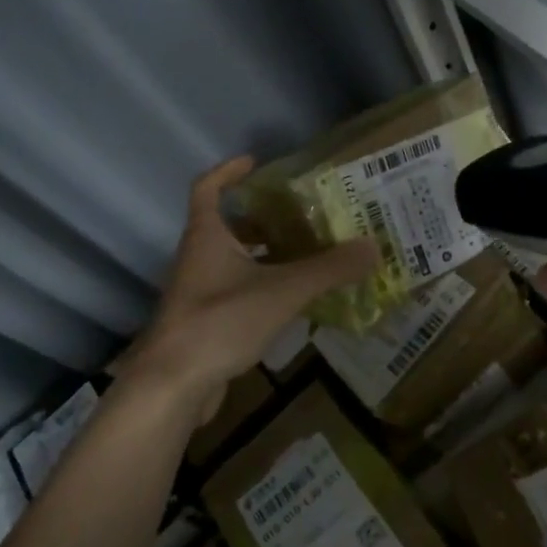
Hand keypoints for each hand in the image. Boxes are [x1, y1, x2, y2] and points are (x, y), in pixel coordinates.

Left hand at [126, 157, 376, 423]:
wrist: (173, 384)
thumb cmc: (220, 321)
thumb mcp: (282, 290)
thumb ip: (328, 269)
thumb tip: (373, 248)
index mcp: (207, 236)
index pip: (207, 188)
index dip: (228, 171)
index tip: (256, 162)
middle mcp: (198, 258)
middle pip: (228, 226)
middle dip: (263, 218)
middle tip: (303, 215)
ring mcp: (199, 292)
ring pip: (235, 262)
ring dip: (266, 255)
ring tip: (309, 253)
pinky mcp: (206, 322)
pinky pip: (238, 292)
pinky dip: (264, 288)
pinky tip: (294, 300)